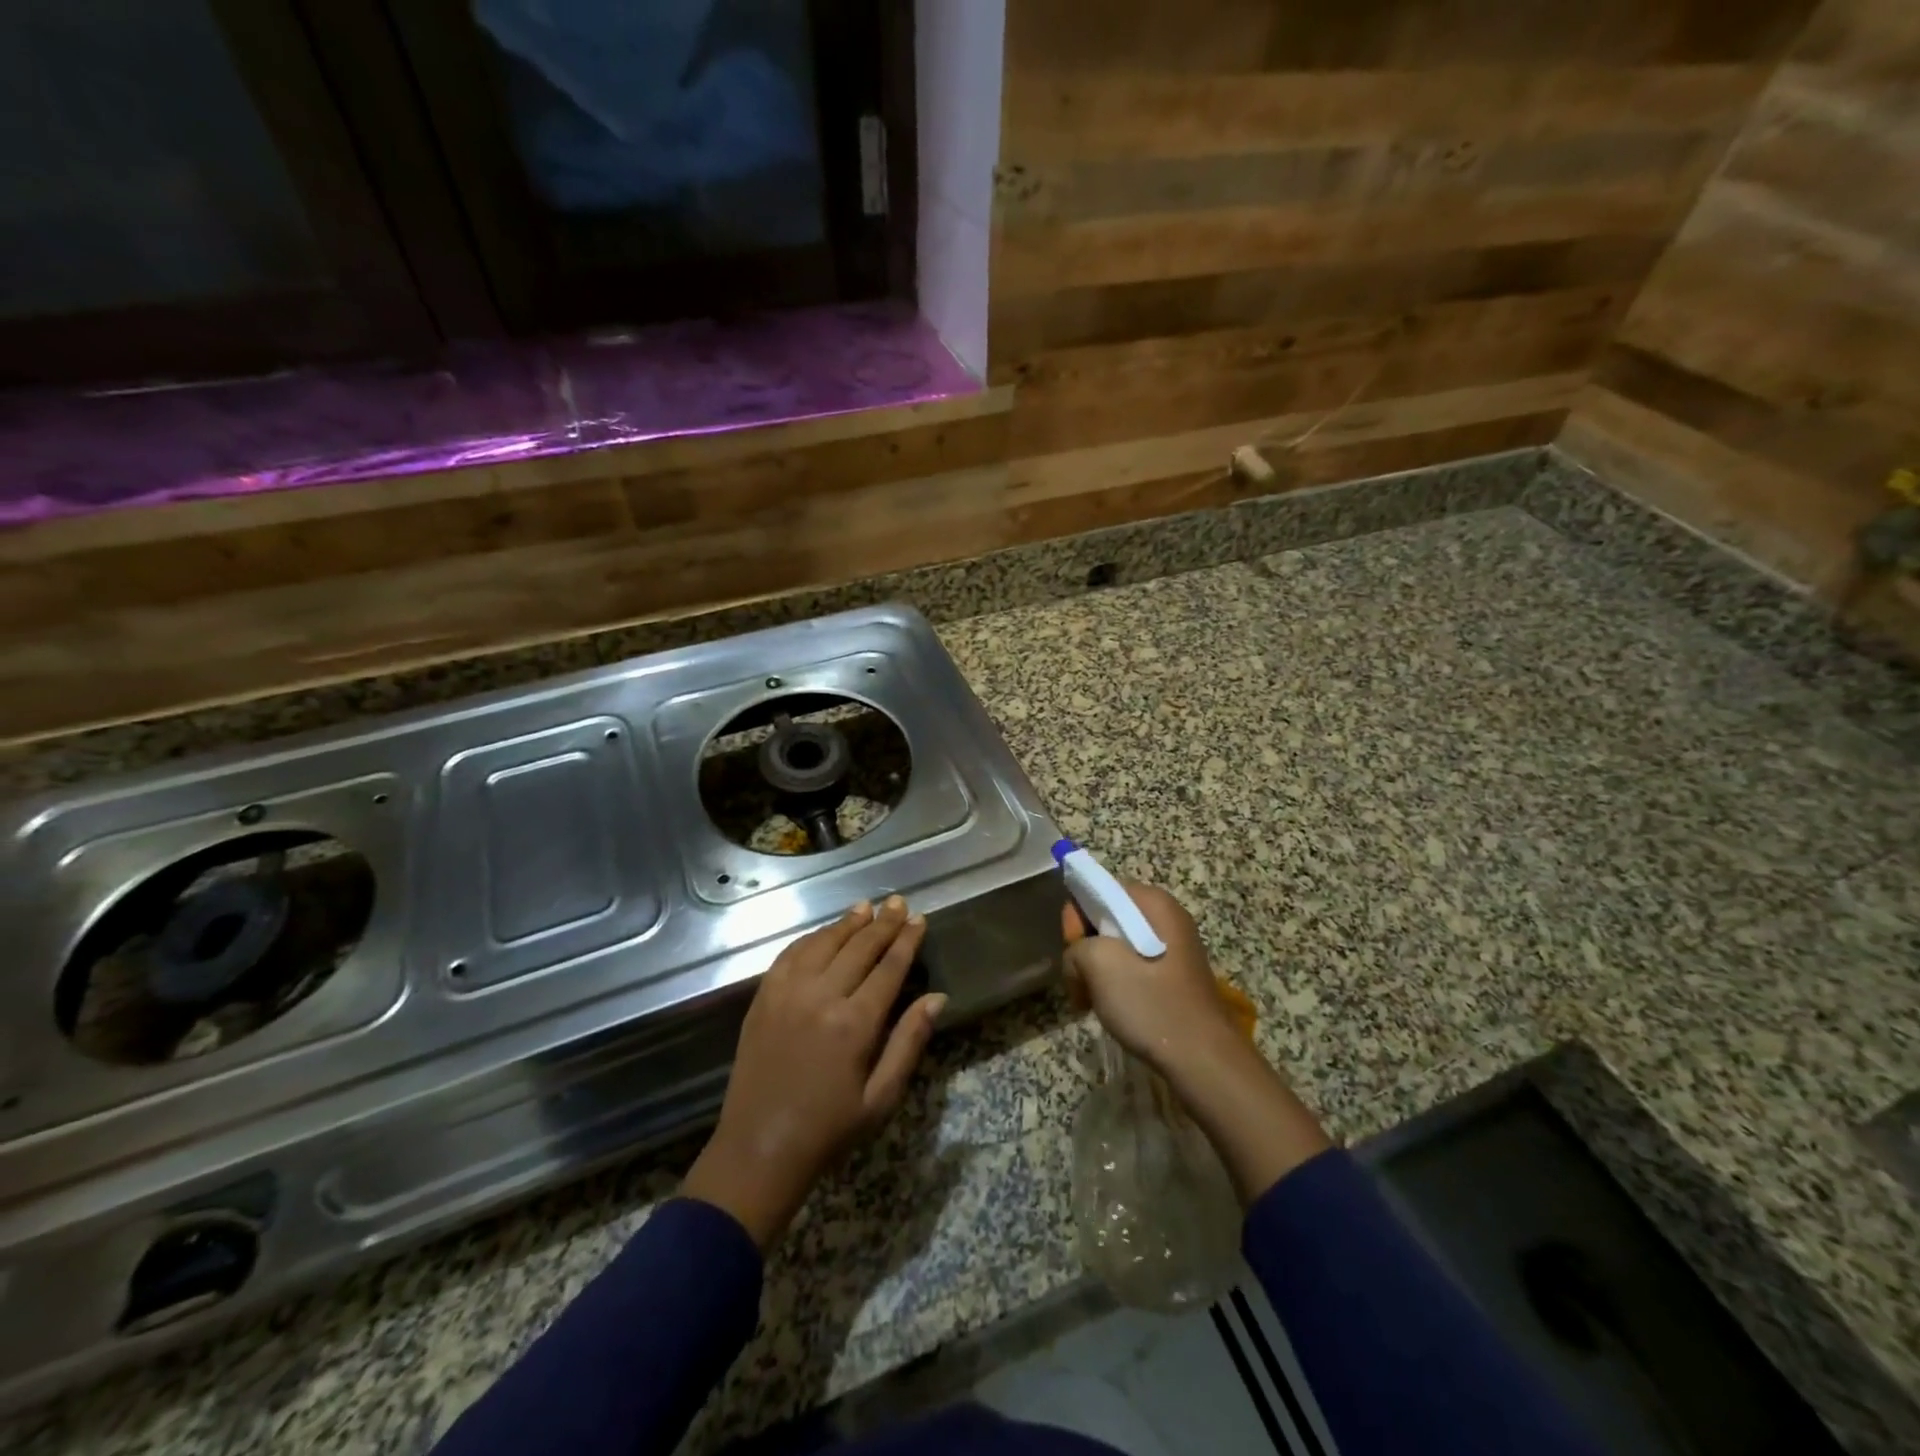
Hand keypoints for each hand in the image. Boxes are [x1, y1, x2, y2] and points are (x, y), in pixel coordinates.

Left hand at [683, 896, 944, 1248]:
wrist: (758, 1150)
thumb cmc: (829, 1129)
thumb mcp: (881, 1097)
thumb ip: (909, 1042)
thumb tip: (937, 998)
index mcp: (855, 1023)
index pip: (889, 967)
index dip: (906, 940)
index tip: (919, 919)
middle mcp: (821, 997)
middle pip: (859, 947)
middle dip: (883, 923)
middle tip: (898, 902)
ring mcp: (787, 993)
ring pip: (824, 943)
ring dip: (847, 923)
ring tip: (866, 907)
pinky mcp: (763, 998)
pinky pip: (790, 955)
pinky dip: (811, 938)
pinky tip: (823, 933)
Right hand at [1063, 881, 1332, 1202]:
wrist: (1203, 1060)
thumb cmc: (1152, 1004)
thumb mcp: (1100, 965)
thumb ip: (1077, 946)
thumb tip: (1080, 960)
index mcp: (1153, 902)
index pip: (1100, 888)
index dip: (1078, 915)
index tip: (1072, 948)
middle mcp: (1166, 917)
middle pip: (1108, 917)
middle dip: (1086, 947)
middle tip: (1080, 980)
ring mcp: (1173, 948)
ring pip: (1118, 946)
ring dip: (1098, 970)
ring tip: (1093, 1000)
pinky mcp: (1174, 977)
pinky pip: (1134, 967)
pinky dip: (1117, 984)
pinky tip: (1113, 1008)